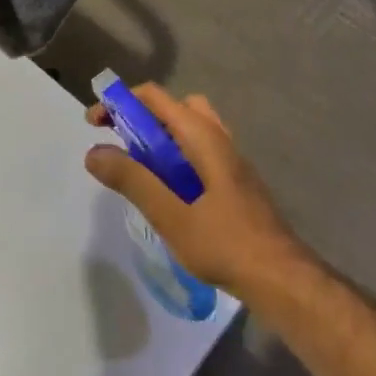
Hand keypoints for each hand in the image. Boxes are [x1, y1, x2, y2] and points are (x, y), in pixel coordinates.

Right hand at [85, 85, 305, 298]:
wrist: (282, 278)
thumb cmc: (225, 243)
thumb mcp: (171, 215)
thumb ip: (133, 180)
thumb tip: (93, 151)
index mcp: (201, 135)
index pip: (153, 97)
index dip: (119, 102)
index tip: (95, 124)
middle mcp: (217, 136)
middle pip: (172, 107)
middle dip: (140, 117)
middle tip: (119, 144)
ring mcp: (229, 158)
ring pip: (188, 129)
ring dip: (159, 138)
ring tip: (140, 168)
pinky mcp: (234, 180)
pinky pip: (198, 150)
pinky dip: (175, 156)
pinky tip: (168, 191)